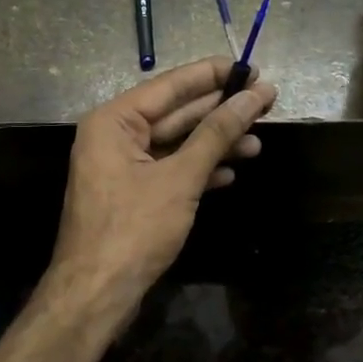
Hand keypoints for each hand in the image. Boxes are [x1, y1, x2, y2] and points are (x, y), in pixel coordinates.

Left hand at [49, 58, 276, 322]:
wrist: (97, 293)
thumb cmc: (134, 228)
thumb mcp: (180, 178)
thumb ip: (216, 134)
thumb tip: (253, 96)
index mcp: (114, 120)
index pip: (171, 86)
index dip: (213, 75)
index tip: (252, 68)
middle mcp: (114, 136)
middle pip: (175, 113)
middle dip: (220, 110)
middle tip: (266, 101)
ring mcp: (122, 167)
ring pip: (176, 144)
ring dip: (215, 143)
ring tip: (259, 140)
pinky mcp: (133, 194)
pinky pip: (170, 170)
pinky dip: (199, 170)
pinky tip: (231, 170)